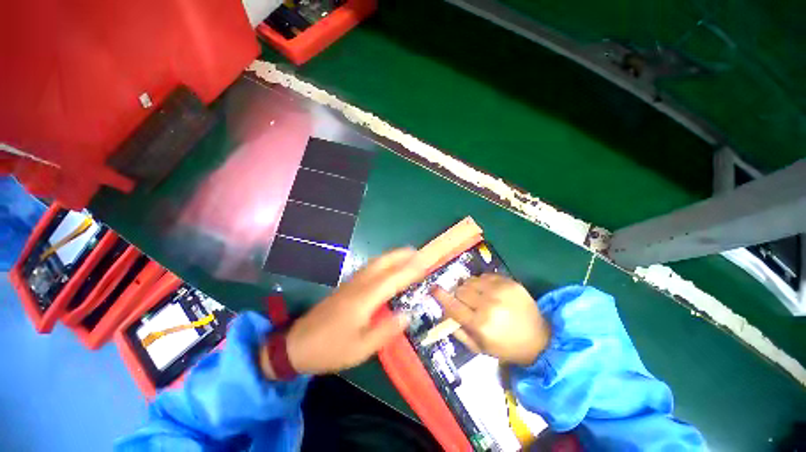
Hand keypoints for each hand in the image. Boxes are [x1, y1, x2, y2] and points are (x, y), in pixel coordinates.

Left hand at [277, 248, 426, 375]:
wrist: (295, 345)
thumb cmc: (330, 349)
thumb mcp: (360, 349)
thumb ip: (385, 331)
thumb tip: (407, 314)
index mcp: (364, 299)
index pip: (392, 279)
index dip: (410, 270)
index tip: (425, 263)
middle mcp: (358, 285)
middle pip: (382, 263)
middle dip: (401, 255)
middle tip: (418, 253)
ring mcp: (351, 283)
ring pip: (375, 263)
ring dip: (392, 256)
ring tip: (407, 255)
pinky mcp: (346, 286)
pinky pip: (369, 268)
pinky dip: (382, 262)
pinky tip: (387, 266)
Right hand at [432, 274, 549, 365]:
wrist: (541, 338)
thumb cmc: (507, 347)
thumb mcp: (480, 348)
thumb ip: (459, 332)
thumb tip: (444, 315)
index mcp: (480, 324)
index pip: (453, 306)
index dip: (441, 296)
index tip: (433, 289)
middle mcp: (488, 304)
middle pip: (460, 290)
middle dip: (459, 295)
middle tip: (466, 302)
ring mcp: (500, 290)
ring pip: (471, 280)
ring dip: (470, 288)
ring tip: (479, 296)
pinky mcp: (509, 282)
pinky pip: (485, 276)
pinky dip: (483, 283)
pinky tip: (491, 292)